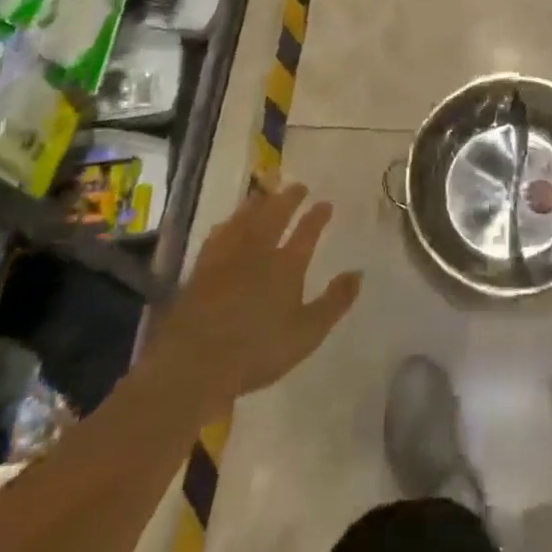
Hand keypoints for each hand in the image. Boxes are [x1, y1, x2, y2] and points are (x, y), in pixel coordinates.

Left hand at [154, 182, 362, 400]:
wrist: (193, 364)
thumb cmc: (256, 351)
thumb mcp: (306, 334)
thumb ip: (334, 303)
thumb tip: (358, 273)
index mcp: (286, 265)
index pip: (307, 232)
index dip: (317, 216)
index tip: (326, 203)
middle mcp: (258, 251)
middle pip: (275, 215)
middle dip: (289, 198)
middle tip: (299, 186)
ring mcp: (227, 257)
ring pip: (245, 219)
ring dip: (258, 204)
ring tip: (265, 194)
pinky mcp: (201, 268)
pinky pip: (219, 234)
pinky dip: (229, 223)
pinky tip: (228, 222)